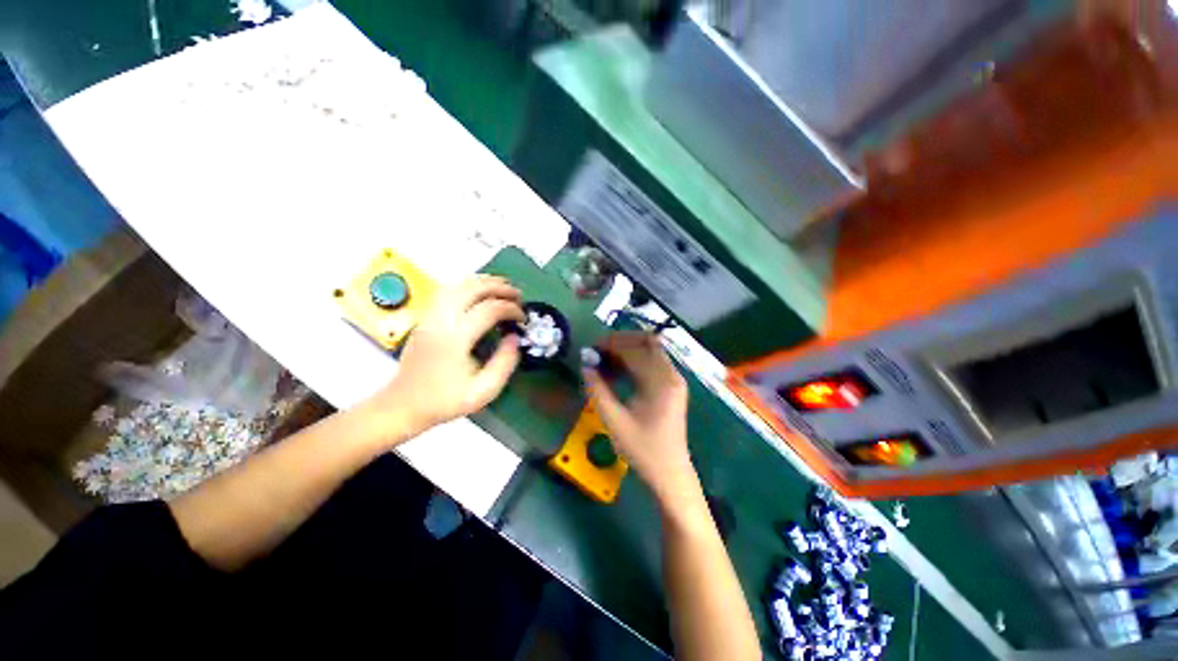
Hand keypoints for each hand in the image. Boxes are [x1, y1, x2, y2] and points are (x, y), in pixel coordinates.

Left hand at [361, 276, 523, 441]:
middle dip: (500, 287)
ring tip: (503, 287)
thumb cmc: (444, 401)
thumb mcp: (483, 391)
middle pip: (472, 289)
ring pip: (458, 285)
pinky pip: (448, 291)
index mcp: (455, 339)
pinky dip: (468, 285)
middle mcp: (441, 321)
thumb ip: (504, 363)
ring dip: (484, 282)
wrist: (402, 405)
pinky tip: (480, 292)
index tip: (523, 318)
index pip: (489, 309)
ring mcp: (430, 317)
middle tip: (518, 295)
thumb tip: (514, 337)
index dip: (511, 309)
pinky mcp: (425, 318)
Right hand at [582, 333, 696, 504]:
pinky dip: (635, 358)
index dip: (610, 344)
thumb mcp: (614, 421)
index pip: (634, 350)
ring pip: (650, 348)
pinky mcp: (672, 384)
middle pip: (646, 341)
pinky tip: (618, 370)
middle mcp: (671, 374)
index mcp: (660, 382)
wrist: (670, 472)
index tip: (591, 349)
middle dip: (620, 341)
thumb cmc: (643, 450)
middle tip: (598, 351)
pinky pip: (653, 360)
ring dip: (628, 348)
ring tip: (605, 359)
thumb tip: (585, 365)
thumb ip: (598, 390)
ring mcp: (674, 378)